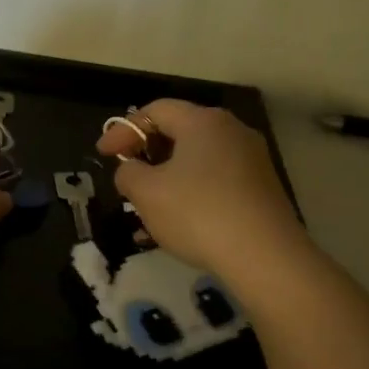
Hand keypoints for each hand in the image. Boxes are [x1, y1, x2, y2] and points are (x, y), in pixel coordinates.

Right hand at [96, 99, 306, 278]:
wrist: (266, 257)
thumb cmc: (198, 213)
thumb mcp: (146, 192)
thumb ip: (128, 173)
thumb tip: (132, 170)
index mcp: (203, 122)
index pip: (155, 111)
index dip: (123, 129)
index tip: (102, 155)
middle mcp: (232, 132)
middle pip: (179, 132)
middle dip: (146, 153)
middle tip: (126, 175)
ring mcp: (252, 161)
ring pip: (197, 161)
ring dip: (167, 178)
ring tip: (146, 205)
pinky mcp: (262, 190)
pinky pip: (215, 182)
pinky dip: (190, 194)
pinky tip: (176, 224)